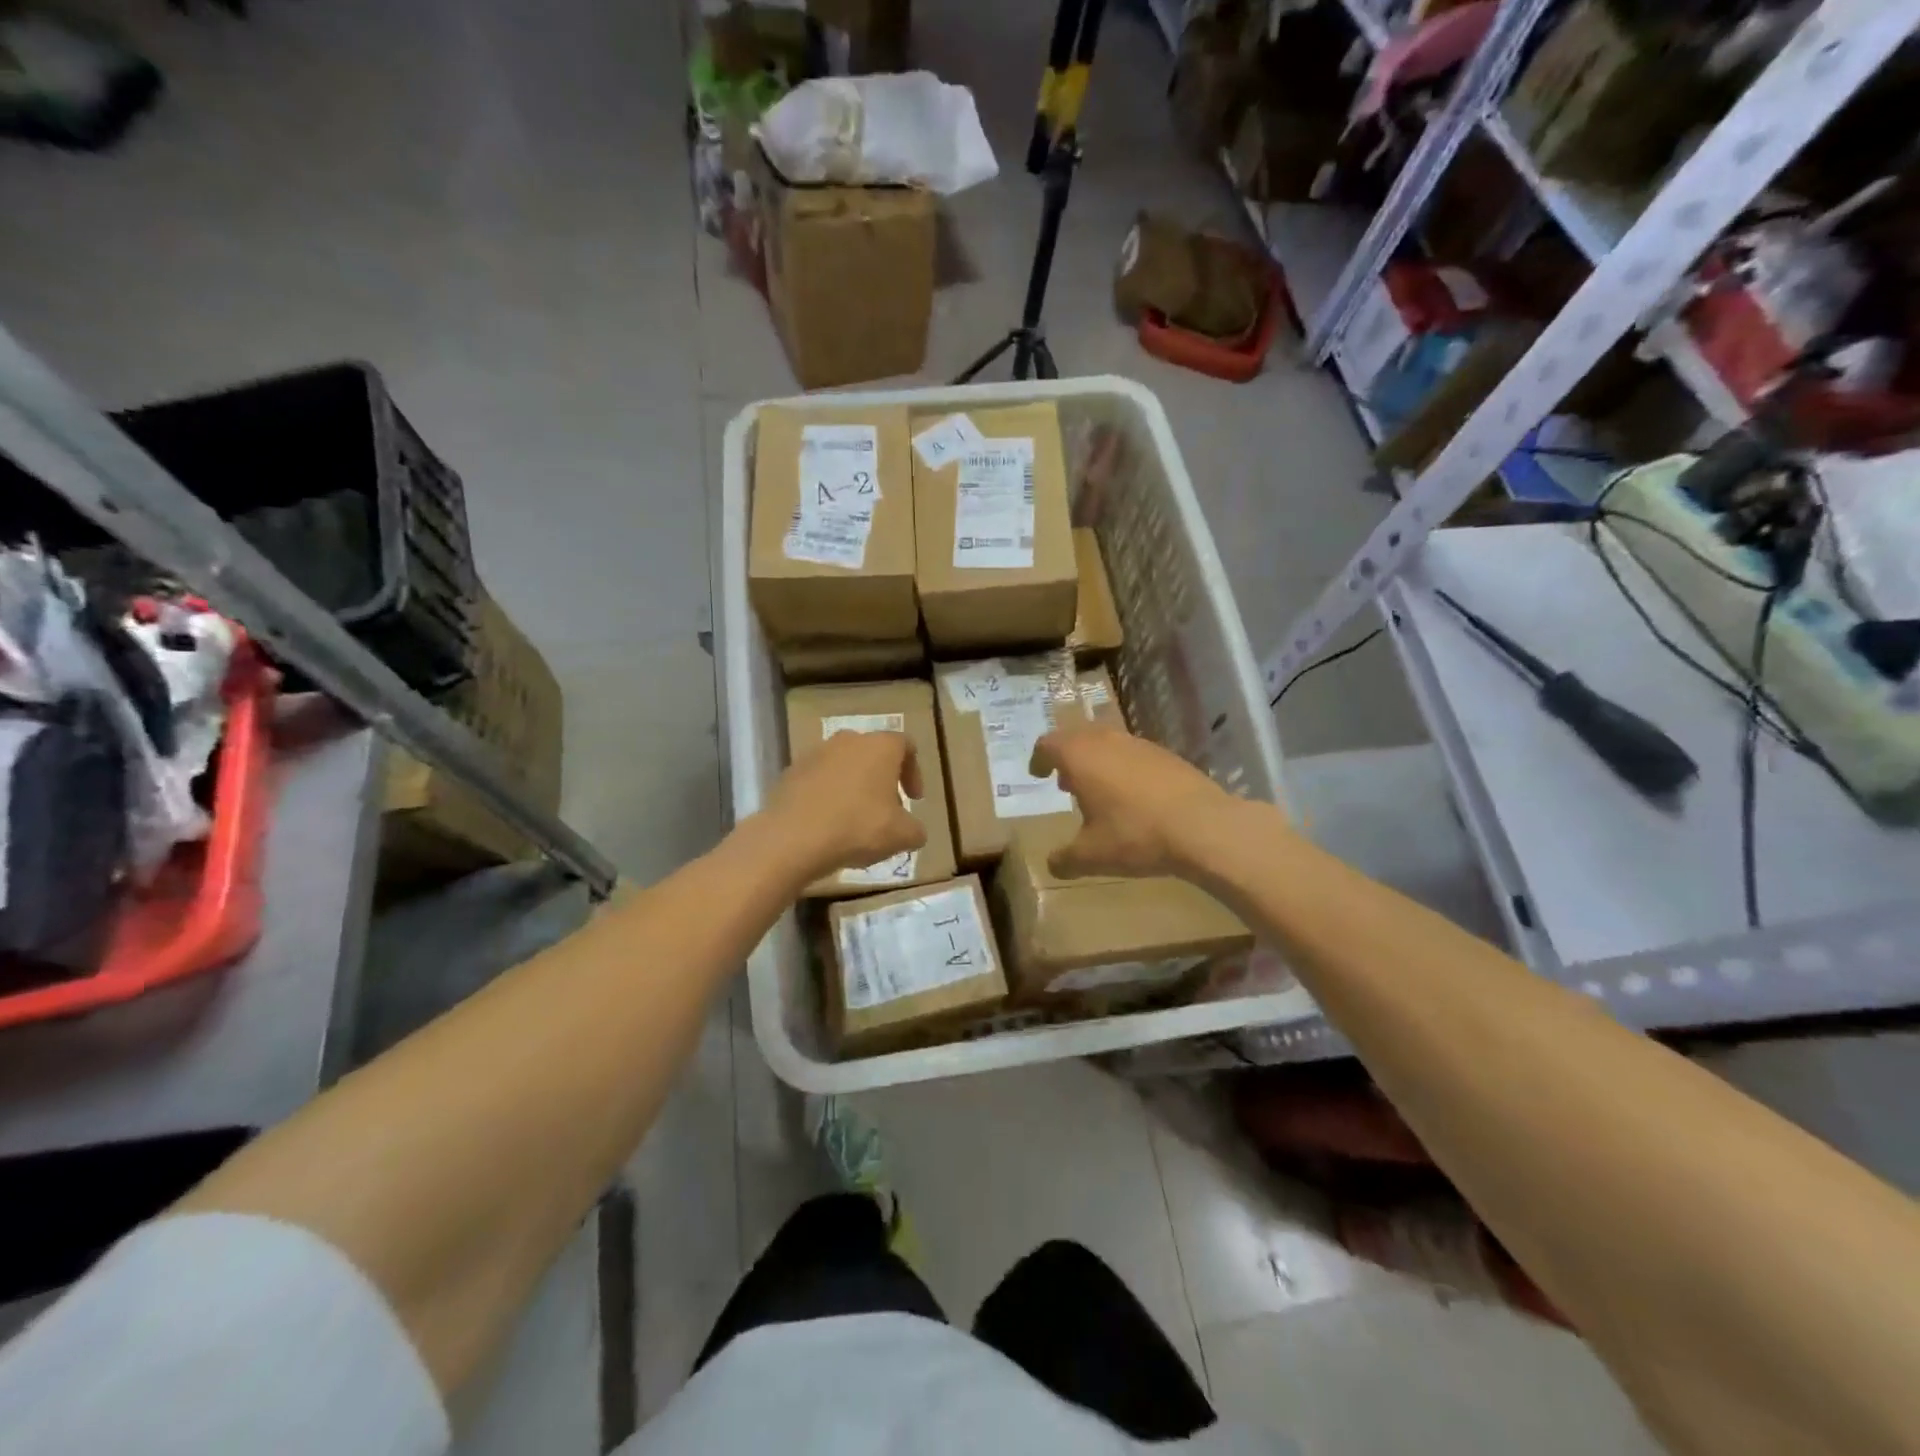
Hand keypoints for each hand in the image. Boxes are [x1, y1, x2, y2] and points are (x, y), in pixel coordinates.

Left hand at [765, 729, 925, 880]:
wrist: (792, 837)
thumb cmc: (858, 827)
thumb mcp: (902, 836)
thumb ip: (915, 830)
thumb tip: (914, 831)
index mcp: (880, 746)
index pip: (906, 746)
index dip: (914, 773)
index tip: (914, 799)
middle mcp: (848, 740)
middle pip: (873, 754)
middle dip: (883, 781)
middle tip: (886, 811)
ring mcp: (815, 753)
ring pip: (844, 766)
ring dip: (854, 787)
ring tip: (855, 820)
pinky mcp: (791, 772)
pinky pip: (819, 780)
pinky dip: (828, 796)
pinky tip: (828, 824)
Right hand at [1028, 725, 1235, 878]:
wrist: (1203, 826)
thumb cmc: (1135, 835)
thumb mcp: (1091, 856)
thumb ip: (1064, 859)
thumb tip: (1052, 864)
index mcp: (1080, 756)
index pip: (1048, 744)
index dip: (1038, 759)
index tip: (1038, 775)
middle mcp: (1107, 741)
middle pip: (1077, 737)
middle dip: (1067, 758)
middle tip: (1064, 783)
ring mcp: (1140, 745)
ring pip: (1107, 743)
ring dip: (1096, 762)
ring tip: (1098, 792)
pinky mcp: (1167, 755)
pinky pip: (1133, 755)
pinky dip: (1123, 768)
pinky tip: (1134, 798)